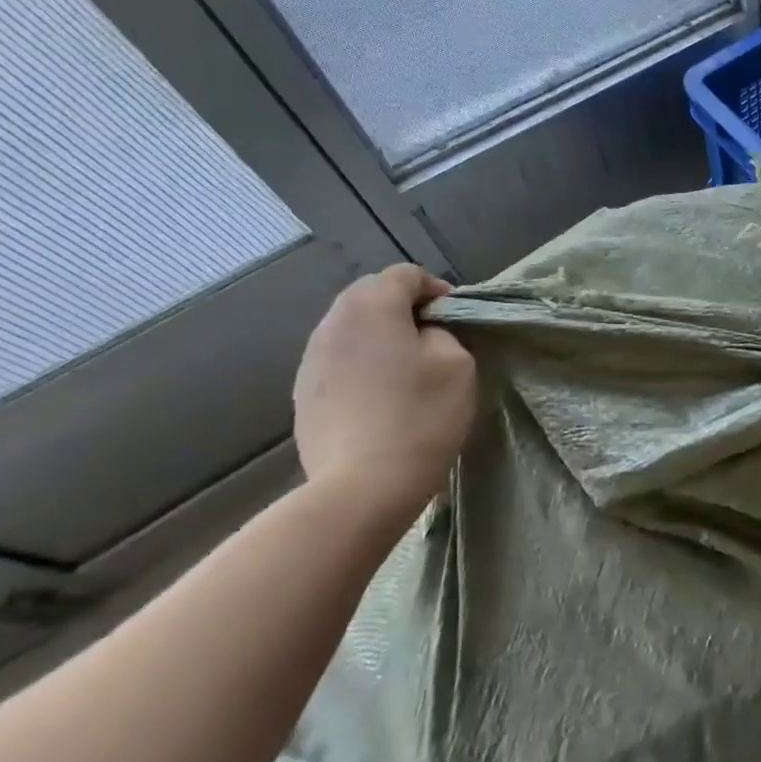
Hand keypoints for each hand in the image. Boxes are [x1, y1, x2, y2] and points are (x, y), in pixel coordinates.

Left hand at [293, 265, 476, 517]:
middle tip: (433, 338)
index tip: (454, 317)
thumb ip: (442, 332)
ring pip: (351, 329)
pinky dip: (362, 364)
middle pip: (370, 295)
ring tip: (407, 367)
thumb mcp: (456, 363)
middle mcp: (332, 324)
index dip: (435, 288)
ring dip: (380, 337)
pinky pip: (338, 361)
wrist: (363, 486)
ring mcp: (311, 361)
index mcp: (371, 307)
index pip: (404, 274)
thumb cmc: (420, 416)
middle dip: (403, 308)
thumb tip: (422, 334)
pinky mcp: (304, 394)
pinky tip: (381, 396)